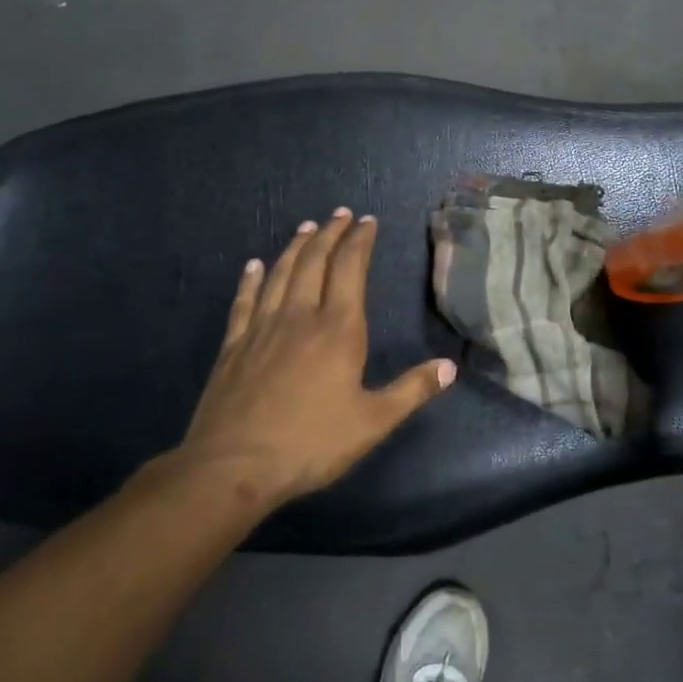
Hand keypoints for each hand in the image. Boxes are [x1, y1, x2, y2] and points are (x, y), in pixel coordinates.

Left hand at [163, 209, 455, 509]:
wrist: (233, 467)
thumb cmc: (311, 444)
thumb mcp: (372, 423)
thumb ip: (411, 391)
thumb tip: (449, 367)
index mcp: (338, 330)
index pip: (351, 269)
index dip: (359, 241)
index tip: (367, 221)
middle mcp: (299, 317)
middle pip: (314, 262)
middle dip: (330, 234)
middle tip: (339, 214)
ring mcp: (262, 328)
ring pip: (280, 274)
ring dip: (295, 247)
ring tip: (306, 228)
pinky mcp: (234, 346)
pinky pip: (244, 301)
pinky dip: (250, 279)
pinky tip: (253, 265)